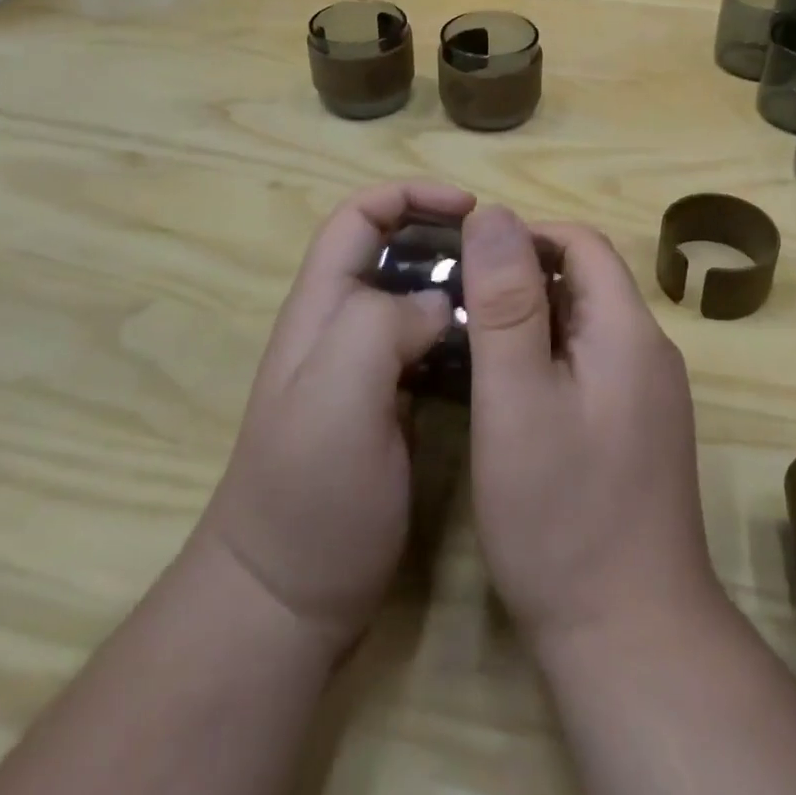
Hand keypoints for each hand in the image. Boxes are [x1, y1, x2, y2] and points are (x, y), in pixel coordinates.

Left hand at [195, 181, 474, 651]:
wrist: (286, 598)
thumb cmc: (309, 492)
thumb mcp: (336, 396)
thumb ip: (380, 327)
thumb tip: (439, 303)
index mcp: (322, 308)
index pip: (358, 217)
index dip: (408, 196)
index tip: (469, 209)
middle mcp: (341, 326)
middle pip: (391, 250)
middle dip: (443, 237)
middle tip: (502, 255)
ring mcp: (365, 368)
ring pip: (415, 297)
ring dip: (458, 283)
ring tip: (509, 294)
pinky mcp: (390, 405)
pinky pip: (431, 345)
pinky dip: (463, 330)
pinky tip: (498, 347)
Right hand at [460, 205, 726, 653]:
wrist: (630, 637)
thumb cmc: (562, 514)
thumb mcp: (516, 398)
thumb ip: (505, 302)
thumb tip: (493, 214)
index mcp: (627, 331)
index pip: (582, 244)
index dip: (525, 238)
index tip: (468, 262)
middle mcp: (649, 352)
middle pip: (585, 282)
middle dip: (522, 278)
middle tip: (459, 305)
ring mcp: (649, 396)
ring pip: (585, 326)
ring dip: (532, 320)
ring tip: (472, 344)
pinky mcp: (638, 432)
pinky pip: (591, 366)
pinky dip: (548, 359)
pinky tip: (508, 393)